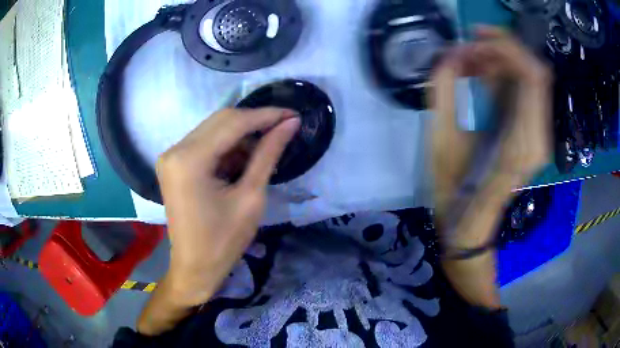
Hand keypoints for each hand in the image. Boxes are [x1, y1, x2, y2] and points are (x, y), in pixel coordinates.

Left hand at [156, 108, 299, 306]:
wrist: (195, 267)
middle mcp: (175, 150)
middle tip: (283, 127)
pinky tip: (243, 160)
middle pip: (221, 120)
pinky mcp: (173, 164)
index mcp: (189, 159)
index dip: (266, 115)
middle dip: (254, 122)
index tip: (293, 114)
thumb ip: (268, 153)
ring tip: (265, 149)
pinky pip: (204, 143)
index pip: (233, 122)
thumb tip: (290, 124)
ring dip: (241, 136)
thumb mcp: (251, 197)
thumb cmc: (224, 241)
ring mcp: (171, 156)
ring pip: (213, 130)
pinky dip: (226, 147)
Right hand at [431, 26, 551, 222]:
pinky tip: (479, 73)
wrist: (469, 222)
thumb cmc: (453, 191)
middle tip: (467, 48)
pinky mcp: (530, 132)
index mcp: (522, 141)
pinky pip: (524, 89)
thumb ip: (444, 91)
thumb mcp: (440, 141)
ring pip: (530, 77)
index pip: (531, 74)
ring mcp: (537, 133)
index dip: (505, 47)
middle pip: (533, 70)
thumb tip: (449, 54)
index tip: (472, 42)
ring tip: (468, 60)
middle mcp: (538, 134)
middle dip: (501, 49)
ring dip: (500, 60)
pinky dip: (503, 73)